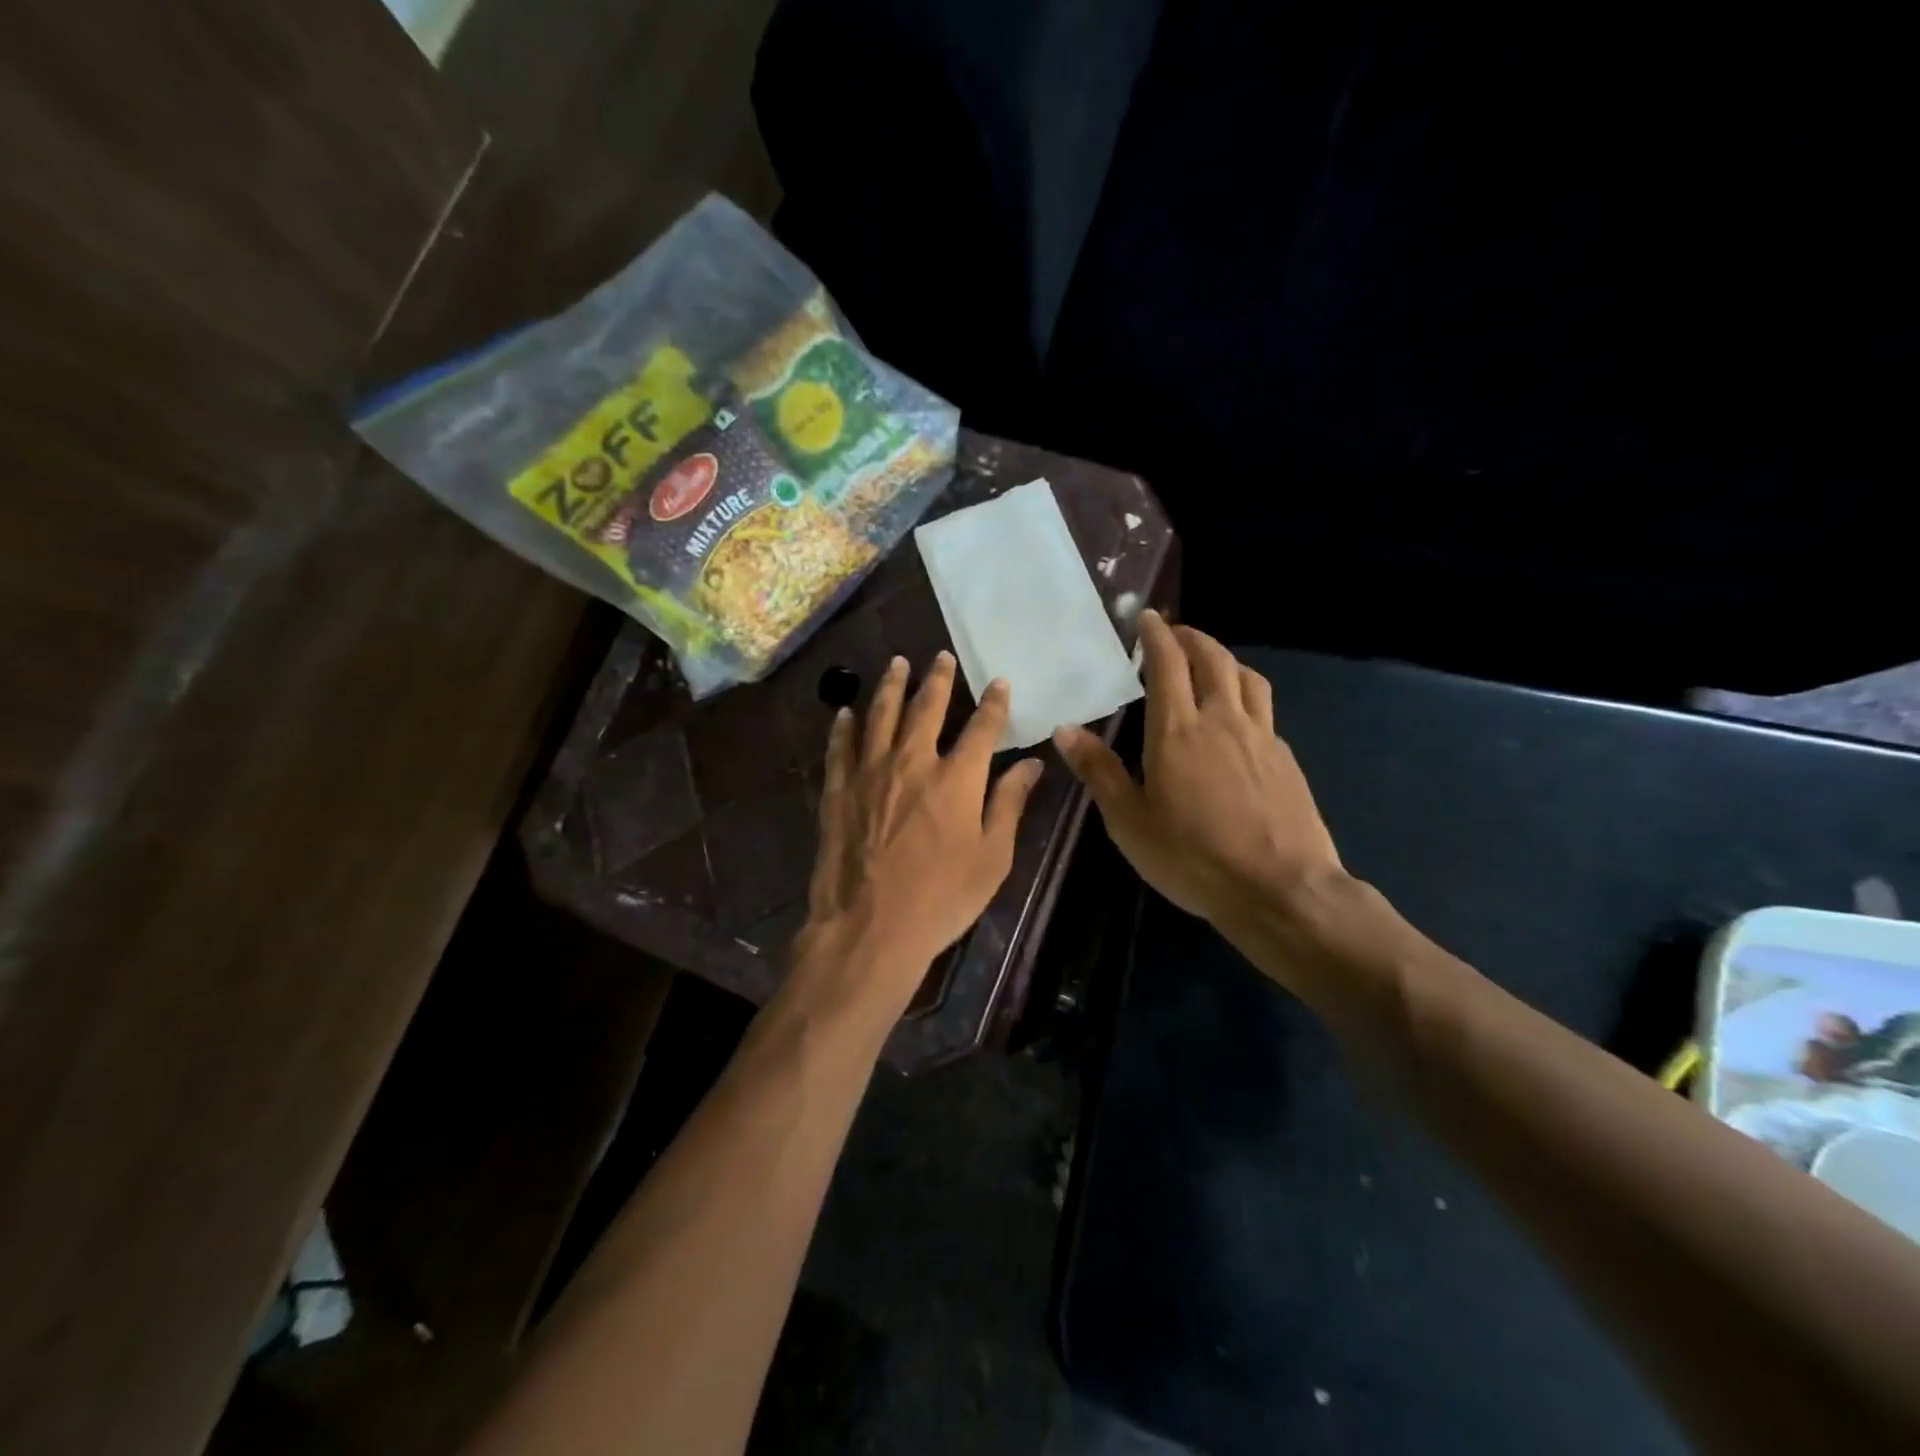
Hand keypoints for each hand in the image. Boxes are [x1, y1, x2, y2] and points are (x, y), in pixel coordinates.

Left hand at [795, 652, 1044, 1019]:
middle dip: (937, 679)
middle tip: (940, 656)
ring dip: (891, 686)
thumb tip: (1031, 765)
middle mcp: (913, 762)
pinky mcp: (838, 791)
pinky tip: (845, 712)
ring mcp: (870, 773)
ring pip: (881, 716)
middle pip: (927, 708)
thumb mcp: (991, 858)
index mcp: (957, 779)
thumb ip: (1009, 805)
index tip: (999, 681)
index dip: (993, 703)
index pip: (982, 728)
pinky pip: (840, 747)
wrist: (870, 928)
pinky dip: (843, 727)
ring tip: (897, 663)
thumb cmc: (941, 899)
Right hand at [1053, 611, 1341, 928]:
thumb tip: (1066, 729)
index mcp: (1178, 731)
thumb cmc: (1193, 858)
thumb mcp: (1130, 822)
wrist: (1280, 888)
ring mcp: (1261, 737)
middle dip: (1192, 638)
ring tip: (1209, 664)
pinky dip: (1245, 695)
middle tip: (1175, 633)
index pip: (1168, 664)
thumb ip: (1099, 771)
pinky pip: (1264, 709)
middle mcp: (1222, 720)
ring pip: (1246, 677)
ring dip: (1224, 659)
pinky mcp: (1286, 758)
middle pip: (1212, 658)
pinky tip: (1237, 719)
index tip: (1147, 618)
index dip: (1156, 635)